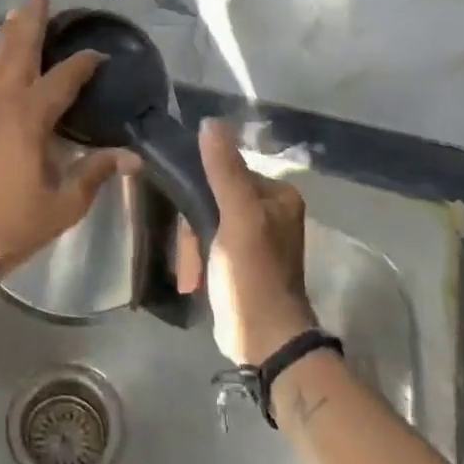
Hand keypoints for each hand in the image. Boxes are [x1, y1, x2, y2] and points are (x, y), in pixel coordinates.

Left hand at [0, 0, 139, 275]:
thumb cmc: (17, 223)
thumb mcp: (66, 202)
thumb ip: (96, 173)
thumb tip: (132, 157)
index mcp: (30, 117)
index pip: (63, 79)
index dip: (84, 63)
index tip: (102, 54)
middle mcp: (4, 104)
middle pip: (19, 52)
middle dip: (32, 18)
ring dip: (6, 36)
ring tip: (15, 11)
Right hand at [199, 119, 316, 364]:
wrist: (263, 340)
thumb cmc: (252, 274)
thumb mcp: (237, 217)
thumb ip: (224, 170)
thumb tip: (210, 122)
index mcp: (278, 195)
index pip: (227, 170)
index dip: (200, 187)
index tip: (185, 211)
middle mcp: (271, 211)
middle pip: (216, 195)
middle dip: (195, 223)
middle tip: (189, 248)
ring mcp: (257, 238)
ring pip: (209, 220)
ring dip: (193, 244)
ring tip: (190, 270)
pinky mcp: (243, 261)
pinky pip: (211, 242)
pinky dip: (198, 257)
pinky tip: (193, 275)